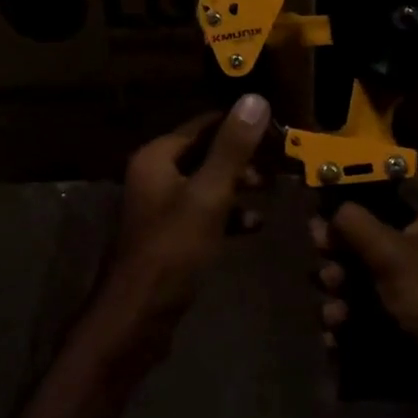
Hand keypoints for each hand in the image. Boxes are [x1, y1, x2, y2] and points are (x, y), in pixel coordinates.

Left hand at [106, 94, 272, 332]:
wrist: (135, 319)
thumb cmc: (172, 251)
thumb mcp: (209, 195)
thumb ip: (232, 148)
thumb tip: (255, 98)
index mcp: (157, 156)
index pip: (205, 125)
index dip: (242, 125)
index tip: (280, 131)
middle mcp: (155, 173)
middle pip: (207, 152)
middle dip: (244, 157)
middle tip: (281, 163)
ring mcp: (160, 205)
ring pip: (208, 183)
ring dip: (238, 185)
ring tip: (271, 189)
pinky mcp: (169, 235)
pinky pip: (204, 212)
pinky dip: (228, 214)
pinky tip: (254, 224)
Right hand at [312, 206, 417, 380]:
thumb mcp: (391, 250)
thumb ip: (353, 224)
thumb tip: (326, 215)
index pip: (374, 215)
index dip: (343, 225)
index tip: (319, 237)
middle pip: (360, 255)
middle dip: (338, 269)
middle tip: (331, 280)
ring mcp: (410, 301)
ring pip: (358, 293)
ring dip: (339, 302)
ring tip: (336, 317)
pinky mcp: (402, 335)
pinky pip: (363, 325)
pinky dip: (346, 331)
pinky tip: (335, 340)